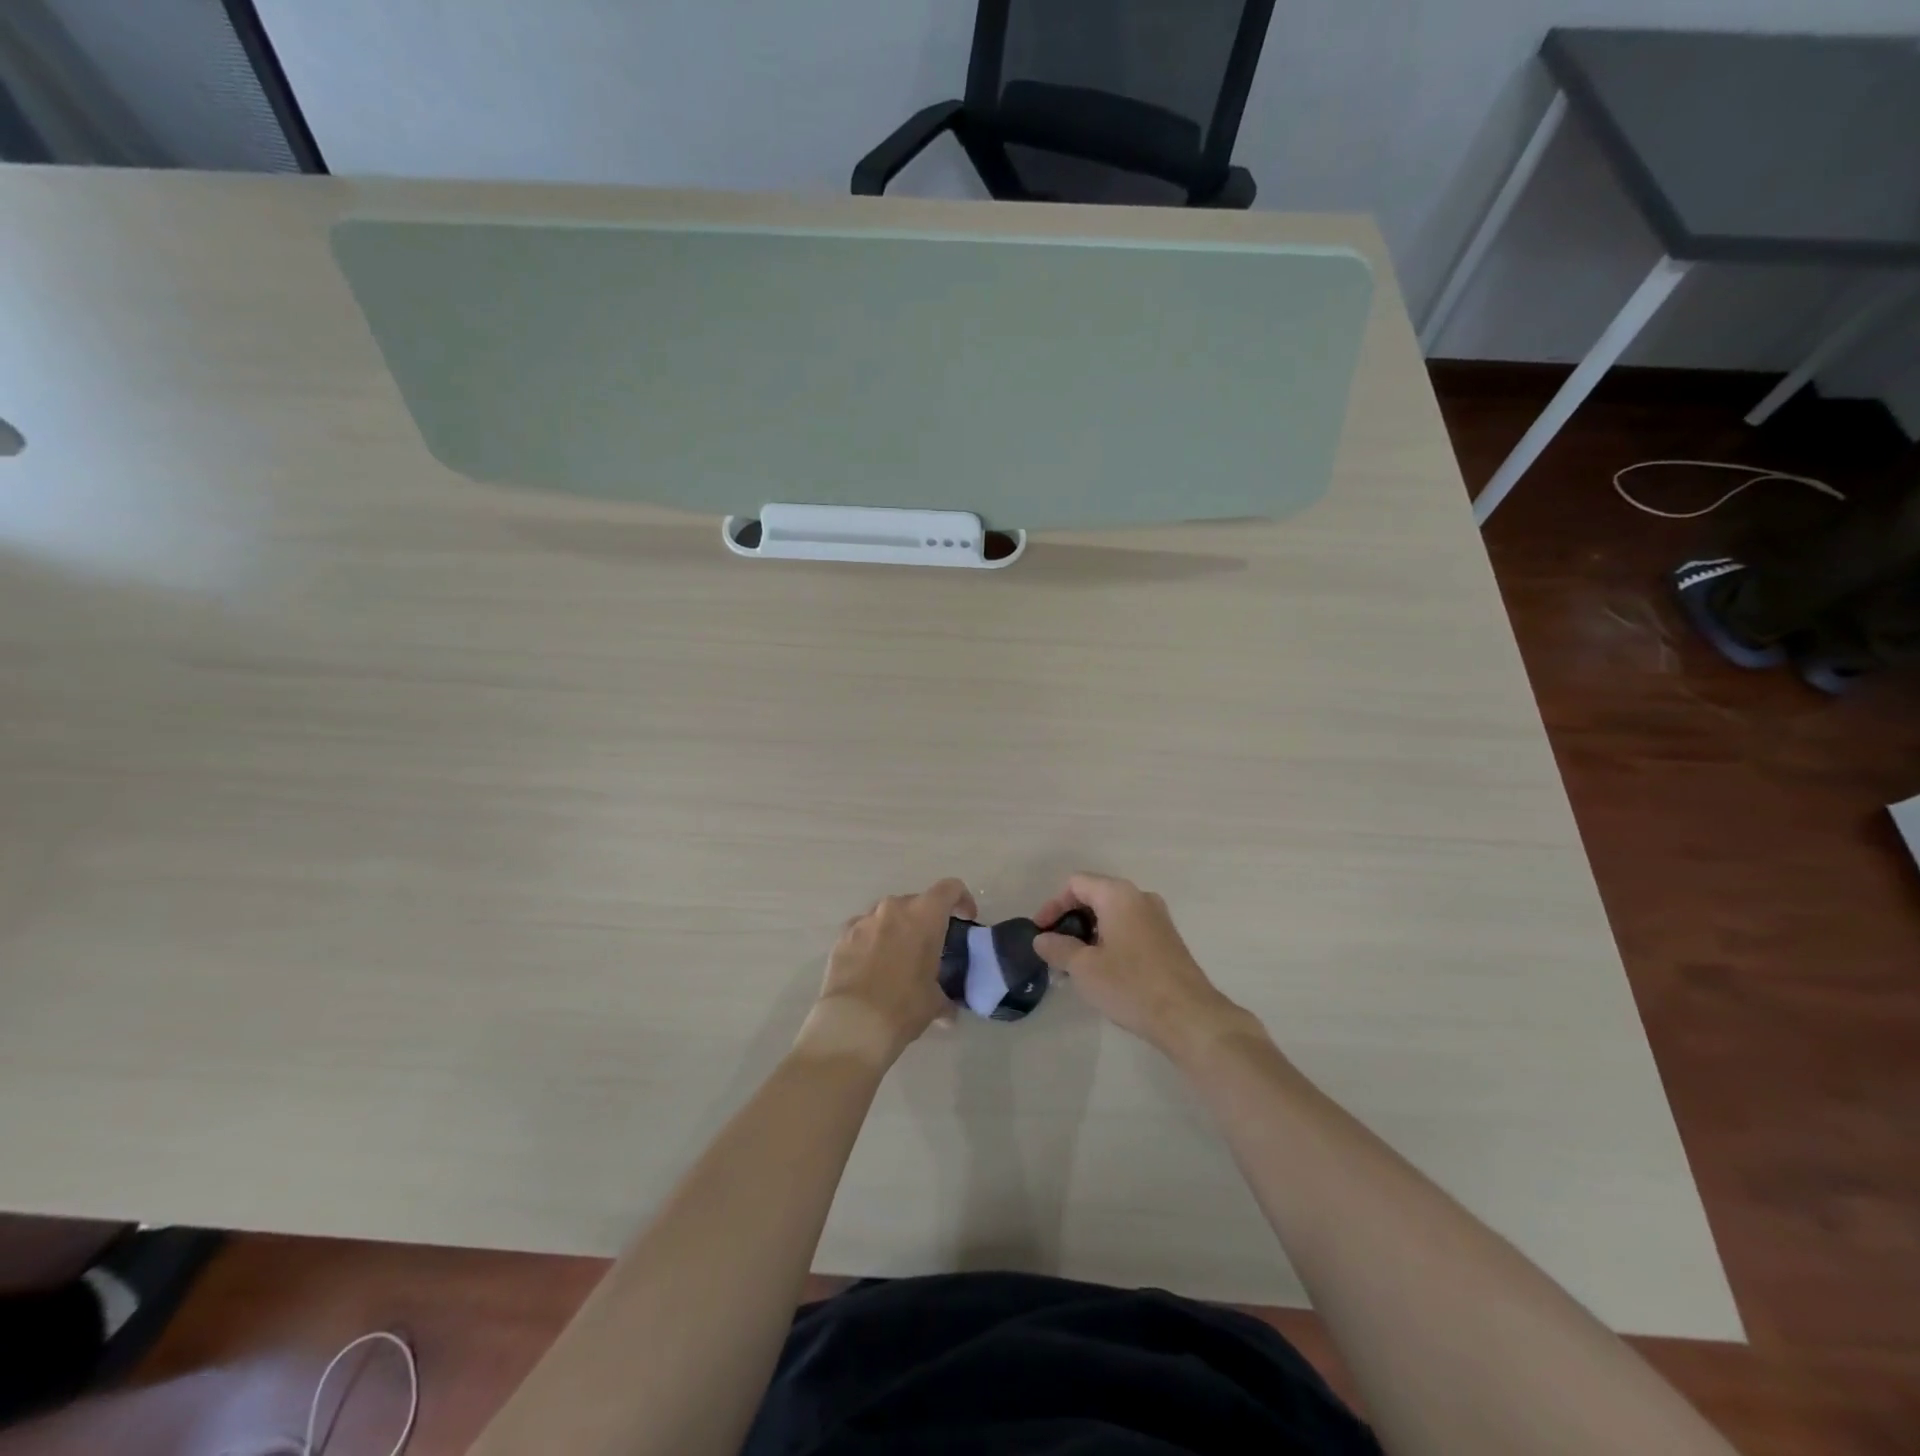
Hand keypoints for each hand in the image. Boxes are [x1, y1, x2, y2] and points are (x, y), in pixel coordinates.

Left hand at [797, 878, 975, 1067]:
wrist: (854, 1023)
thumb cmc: (904, 1006)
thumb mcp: (935, 1002)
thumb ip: (945, 997)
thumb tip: (948, 1011)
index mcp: (924, 915)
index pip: (950, 888)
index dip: (962, 900)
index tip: (965, 920)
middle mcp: (893, 908)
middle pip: (917, 902)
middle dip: (926, 921)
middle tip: (929, 948)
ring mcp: (864, 919)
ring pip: (887, 915)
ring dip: (897, 930)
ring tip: (898, 959)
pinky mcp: (842, 936)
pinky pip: (863, 930)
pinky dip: (872, 941)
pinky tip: (871, 967)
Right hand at [1033, 874, 1258, 1061]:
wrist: (1189, 1017)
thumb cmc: (1131, 985)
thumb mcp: (1084, 968)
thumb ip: (1058, 948)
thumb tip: (1042, 939)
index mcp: (1118, 895)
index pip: (1075, 884)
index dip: (1052, 905)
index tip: (1041, 933)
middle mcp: (1140, 897)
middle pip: (1095, 896)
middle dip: (1070, 921)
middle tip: (1055, 950)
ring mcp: (1158, 918)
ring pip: (1112, 915)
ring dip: (1089, 935)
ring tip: (1074, 966)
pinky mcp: (1167, 940)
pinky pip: (1129, 930)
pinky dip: (1109, 942)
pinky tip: (1102, 972)